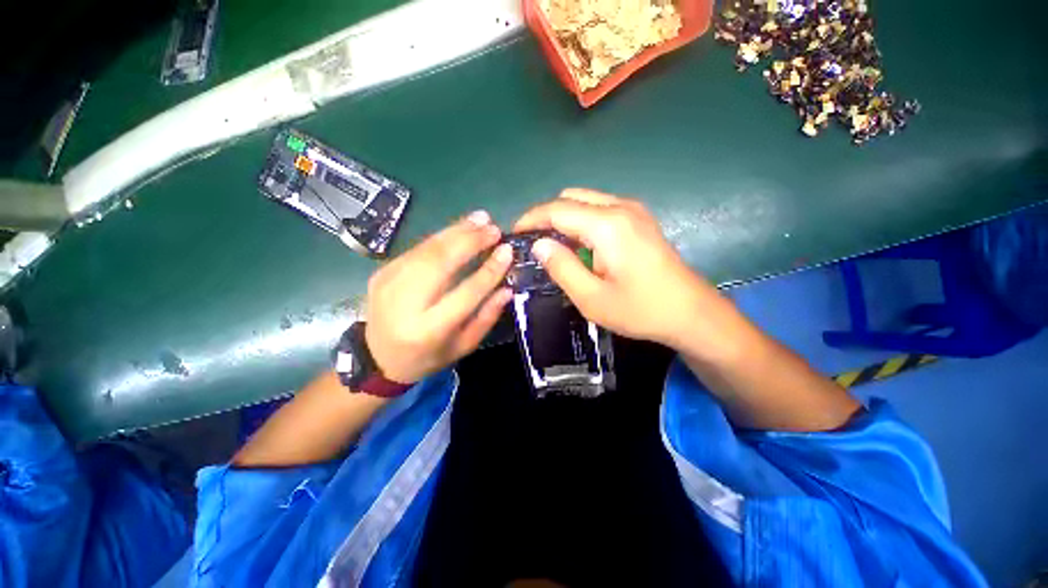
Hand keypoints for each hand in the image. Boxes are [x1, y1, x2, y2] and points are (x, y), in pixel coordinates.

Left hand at [365, 211, 513, 383]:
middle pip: (441, 263)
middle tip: (494, 229)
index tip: (507, 251)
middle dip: (471, 241)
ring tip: (481, 219)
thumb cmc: (429, 356)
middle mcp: (405, 303)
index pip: (465, 293)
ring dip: (457, 231)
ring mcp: (388, 283)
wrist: (379, 358)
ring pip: (428, 249)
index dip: (489, 270)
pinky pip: (417, 248)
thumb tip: (507, 288)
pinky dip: (442, 235)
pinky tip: (460, 228)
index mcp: (428, 330)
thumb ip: (486, 317)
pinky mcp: (382, 272)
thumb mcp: (464, 346)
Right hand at [514, 189, 732, 351]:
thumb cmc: (641, 310)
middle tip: (533, 243)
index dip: (531, 219)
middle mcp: (620, 207)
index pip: (556, 209)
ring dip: (564, 217)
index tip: (514, 235)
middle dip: (546, 216)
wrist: (691, 312)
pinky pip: (600, 208)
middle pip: (570, 197)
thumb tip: (539, 244)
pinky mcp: (639, 218)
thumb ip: (562, 268)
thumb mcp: (592, 298)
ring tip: (554, 245)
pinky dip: (582, 220)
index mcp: (607, 225)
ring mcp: (633, 210)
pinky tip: (580, 245)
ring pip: (585, 200)